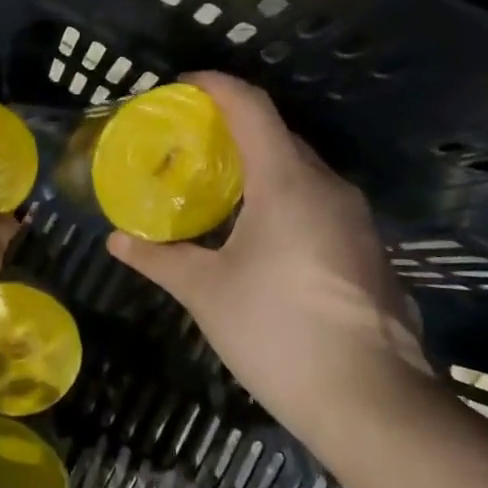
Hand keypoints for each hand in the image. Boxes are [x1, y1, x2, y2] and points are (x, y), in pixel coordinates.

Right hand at [106, 73, 422, 423]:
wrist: (371, 402)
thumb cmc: (277, 331)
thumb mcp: (205, 291)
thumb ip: (158, 258)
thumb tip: (117, 240)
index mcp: (287, 181)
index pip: (250, 107)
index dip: (215, 85)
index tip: (181, 85)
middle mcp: (327, 186)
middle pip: (277, 134)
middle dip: (232, 127)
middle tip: (187, 142)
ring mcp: (355, 218)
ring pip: (300, 169)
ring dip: (258, 164)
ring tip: (216, 184)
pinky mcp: (367, 249)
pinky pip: (317, 200)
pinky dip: (282, 196)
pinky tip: (257, 230)